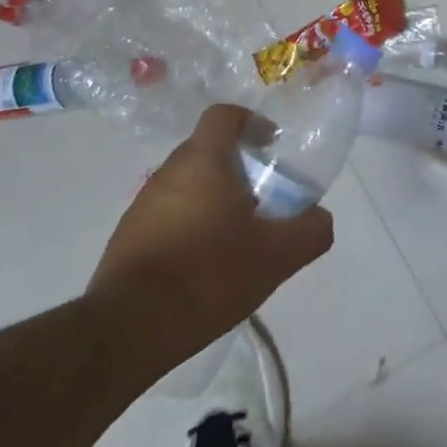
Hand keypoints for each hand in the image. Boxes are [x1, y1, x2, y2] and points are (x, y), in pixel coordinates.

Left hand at [86, 104, 333, 377]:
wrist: (128, 330)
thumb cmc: (209, 273)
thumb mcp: (278, 255)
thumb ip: (310, 230)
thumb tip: (319, 217)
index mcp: (203, 161)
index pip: (224, 116)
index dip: (251, 122)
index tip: (271, 144)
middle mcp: (168, 173)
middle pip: (207, 151)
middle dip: (237, 167)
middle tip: (264, 198)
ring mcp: (141, 206)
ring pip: (187, 186)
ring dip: (213, 199)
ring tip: (238, 237)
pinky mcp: (127, 240)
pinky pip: (168, 217)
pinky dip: (191, 227)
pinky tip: (206, 265)